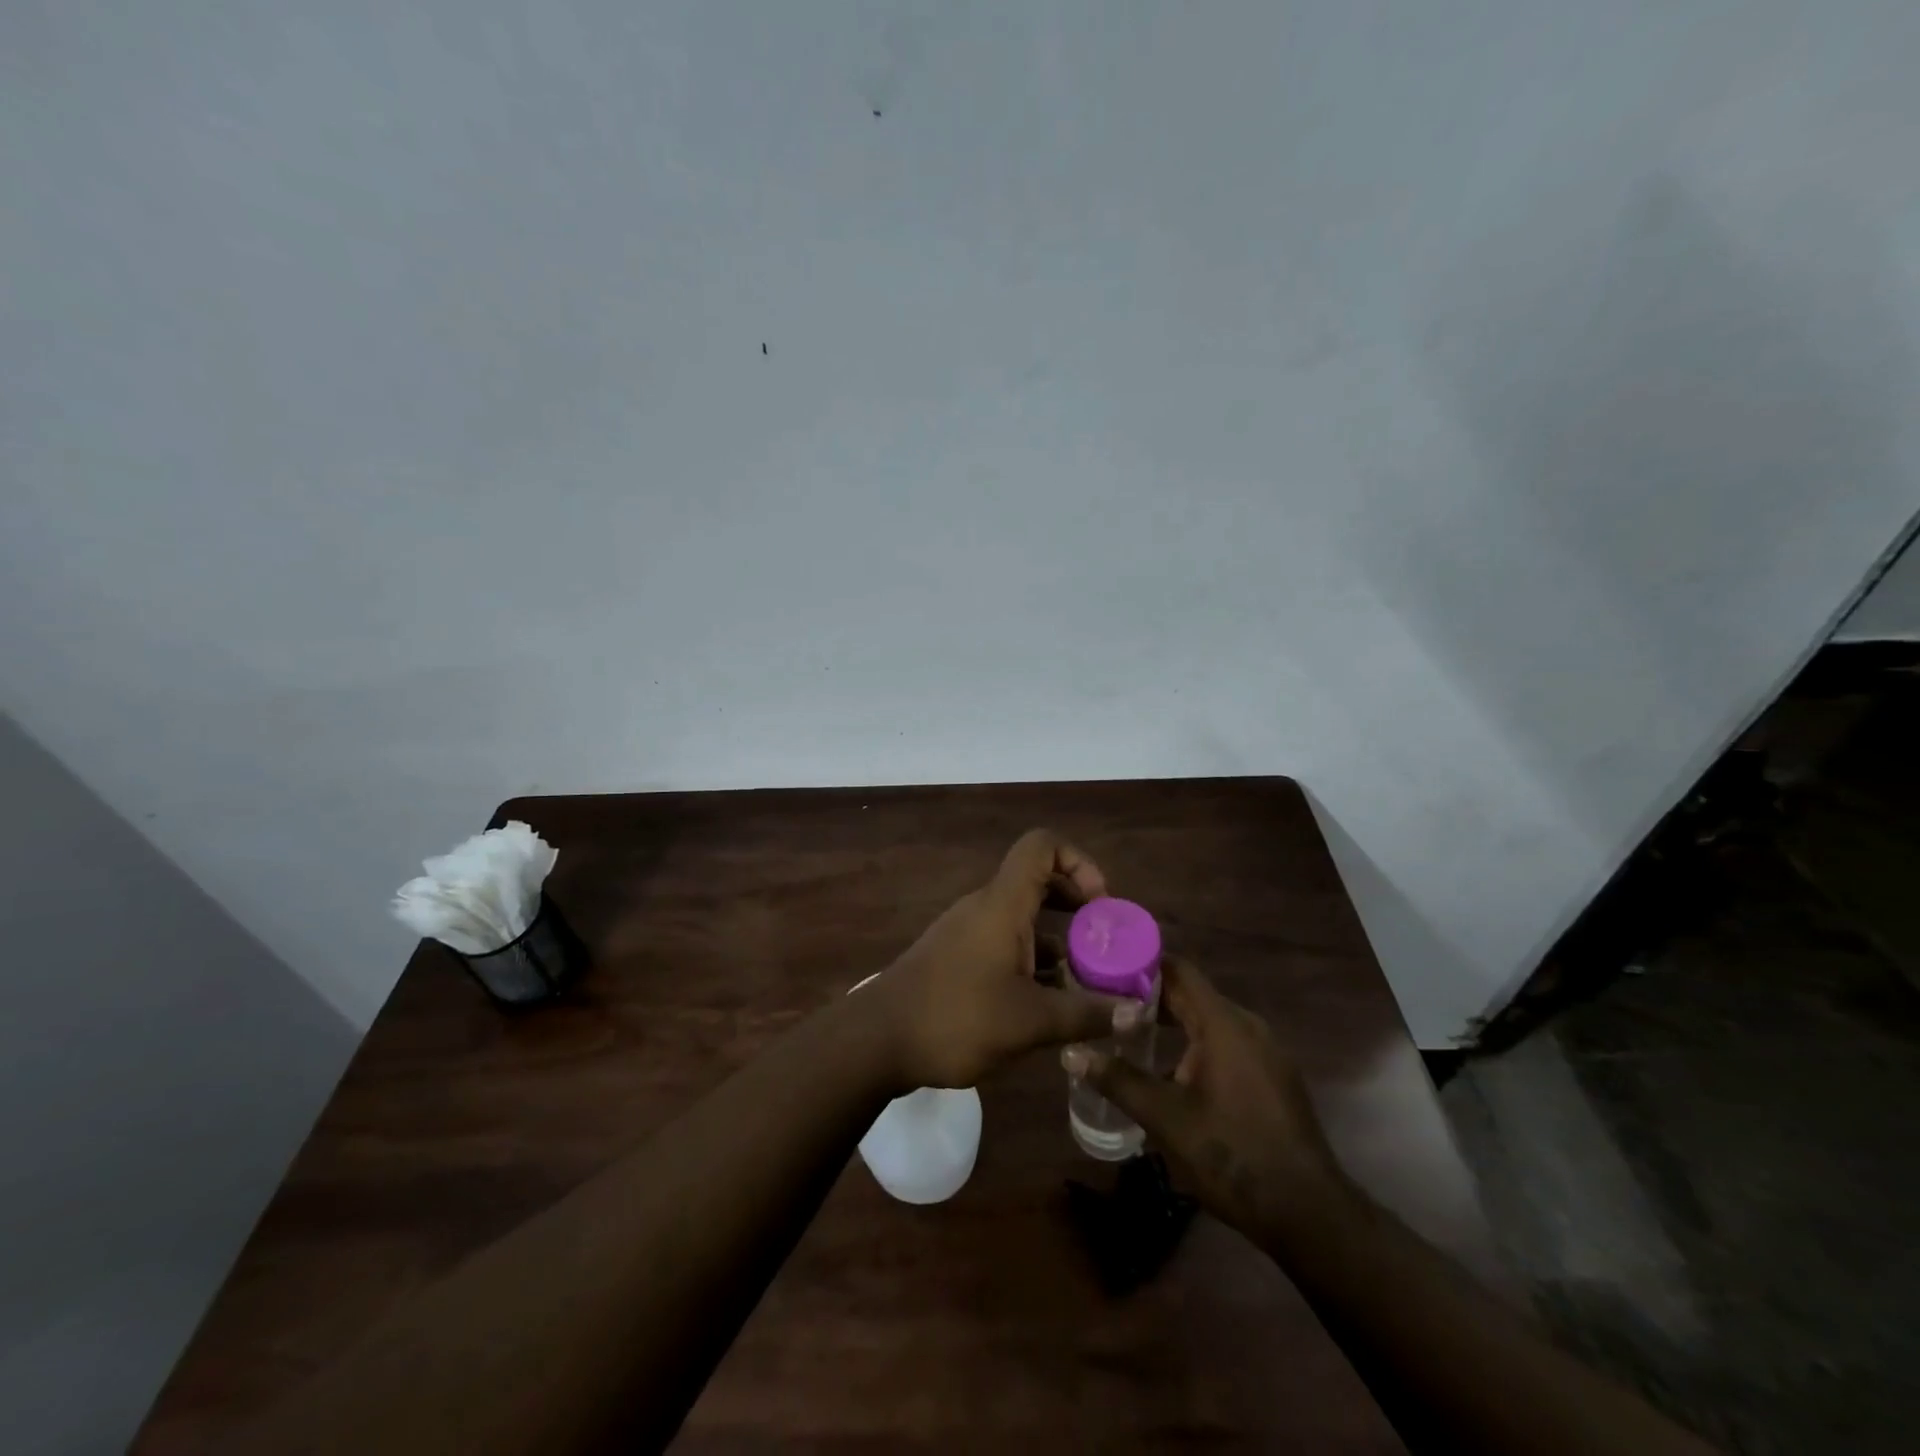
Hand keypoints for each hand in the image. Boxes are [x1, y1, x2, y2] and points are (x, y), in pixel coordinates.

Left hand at [869, 830, 1142, 1090]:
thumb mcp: (1031, 1022)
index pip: (1042, 846)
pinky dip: (1033, 962)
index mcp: (1003, 904)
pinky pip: (1006, 944)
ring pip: (1025, 919)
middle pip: (1040, 882)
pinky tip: (1049, 1005)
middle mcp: (986, 907)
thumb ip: (1087, 1014)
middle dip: (1079, 909)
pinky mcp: (958, 957)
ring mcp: (969, 932)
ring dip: (1059, 943)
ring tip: (1087, 984)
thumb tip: (1138, 1013)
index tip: (1101, 906)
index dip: (1079, 862)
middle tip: (1105, 947)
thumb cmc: (956, 1018)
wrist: (877, 1040)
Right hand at [1064, 957, 1347, 1244]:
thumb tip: (1071, 1053)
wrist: (1309, 1213)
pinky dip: (1197, 1045)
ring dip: (1174, 1025)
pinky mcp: (1274, 1077)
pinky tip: (1173, 1074)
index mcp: (1224, 1024)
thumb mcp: (1165, 1118)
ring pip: (1211, 1022)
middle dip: (1150, 998)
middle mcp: (1248, 1027)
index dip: (1142, 964)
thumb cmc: (1232, 1155)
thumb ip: (1118, 1080)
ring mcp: (1266, 1052)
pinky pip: (1228, 1044)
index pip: (1179, 971)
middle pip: (1193, 995)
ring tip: (1131, 1038)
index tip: (1107, 967)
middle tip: (1107, 1004)